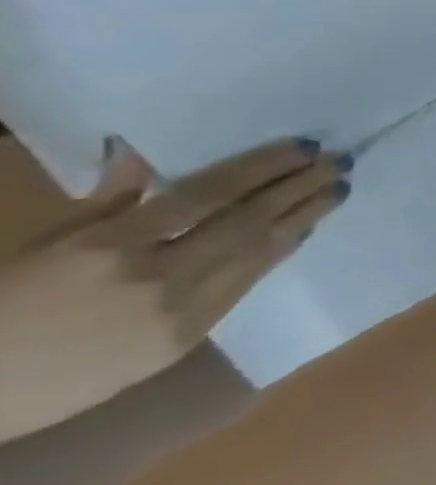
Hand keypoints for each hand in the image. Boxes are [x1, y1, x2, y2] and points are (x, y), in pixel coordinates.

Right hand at [0, 139, 350, 438]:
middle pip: (249, 221)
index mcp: (109, 247)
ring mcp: (180, 311)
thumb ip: (108, 200)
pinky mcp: (191, 338)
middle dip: (299, 187)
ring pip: (259, 253)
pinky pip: (246, 284)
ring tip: (336, 189)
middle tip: (340, 161)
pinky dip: (278, 252)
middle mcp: (156, 277)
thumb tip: (141, 153)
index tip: (306, 146)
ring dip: (304, 217)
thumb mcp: (45, 242)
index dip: (264, 167)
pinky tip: (303, 230)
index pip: (208, 195)